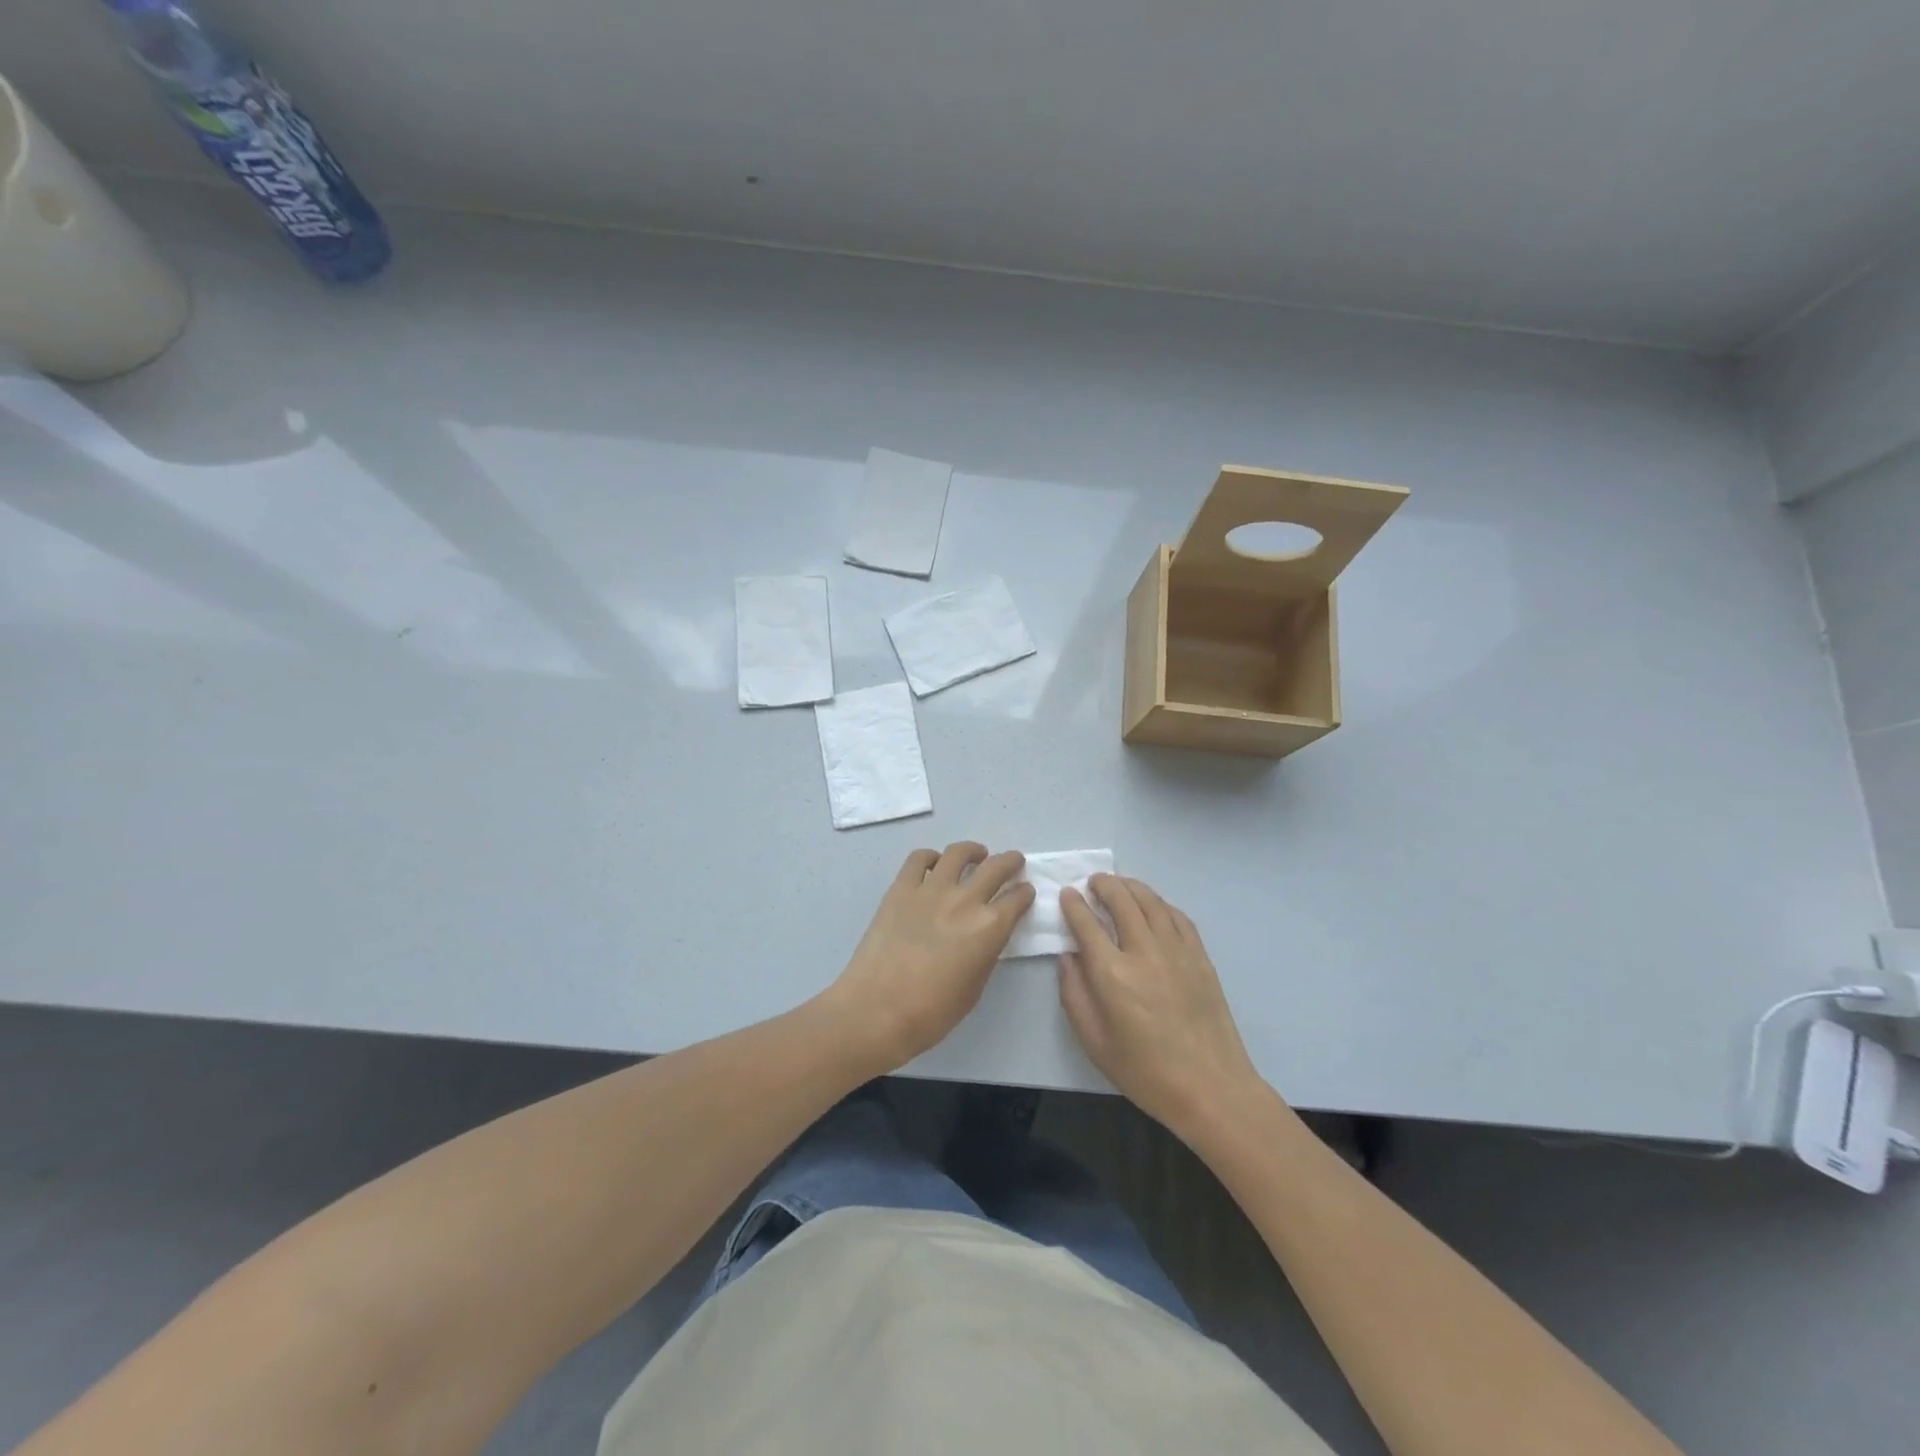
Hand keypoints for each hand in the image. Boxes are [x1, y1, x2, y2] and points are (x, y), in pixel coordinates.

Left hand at [824, 843, 1034, 1071]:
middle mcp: (965, 900)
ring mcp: (930, 889)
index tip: (1025, 892)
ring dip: (973, 851)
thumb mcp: (975, 987)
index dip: (1025, 894)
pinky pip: (918, 859)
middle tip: (1014, 862)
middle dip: (1011, 862)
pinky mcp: (900, 888)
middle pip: (996, 867)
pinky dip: (931, 857)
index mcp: (989, 928)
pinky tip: (934, 864)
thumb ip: (985, 953)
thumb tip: (986, 936)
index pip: (1017, 899)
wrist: (877, 1010)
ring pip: (958, 853)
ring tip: (976, 854)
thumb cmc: (932, 1012)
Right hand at [1058, 874, 1262, 1138]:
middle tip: (1093, 881)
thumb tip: (1069, 957)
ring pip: (1151, 902)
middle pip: (1121, 901)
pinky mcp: (1200, 957)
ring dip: (1131, 887)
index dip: (1074, 905)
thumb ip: (1074, 994)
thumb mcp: (1094, 1042)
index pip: (1087, 924)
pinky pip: (1178, 917)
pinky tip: (1154, 906)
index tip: (1067, 894)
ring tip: (1119, 884)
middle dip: (1103, 885)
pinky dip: (1161, 904)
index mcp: (1112, 974)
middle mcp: (1143, 952)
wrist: (1210, 1087)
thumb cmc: (1146, 1072)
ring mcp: (1176, 951)